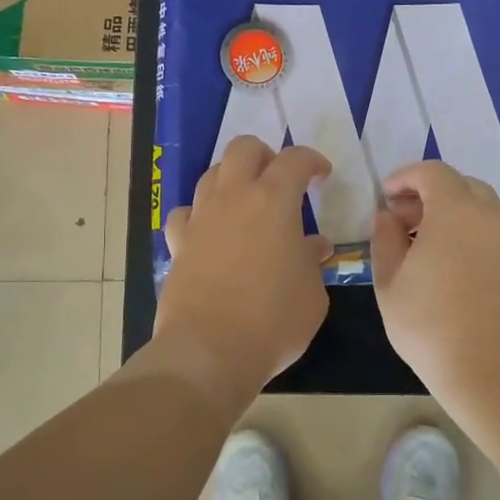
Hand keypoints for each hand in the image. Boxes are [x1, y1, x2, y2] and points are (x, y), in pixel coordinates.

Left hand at [155, 136, 333, 396]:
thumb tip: (311, 247)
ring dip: (232, 179)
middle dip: (264, 155)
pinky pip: (186, 213)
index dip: (312, 160)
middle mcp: (233, 198)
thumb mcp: (312, 294)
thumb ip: (312, 262)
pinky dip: (200, 215)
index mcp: (273, 201)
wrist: (209, 351)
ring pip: (211, 174)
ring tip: (246, 204)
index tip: (321, 176)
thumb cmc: (273, 321)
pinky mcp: (178, 243)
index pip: (294, 159)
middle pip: (243, 148)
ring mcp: (200, 218)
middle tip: (279, 179)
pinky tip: (210, 232)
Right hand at [370, 160, 499, 400]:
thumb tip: (387, 216)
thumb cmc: (430, 325)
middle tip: (401, 219)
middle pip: (458, 184)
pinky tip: (450, 259)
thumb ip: (385, 238)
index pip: (431, 172)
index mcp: (456, 210)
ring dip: (450, 211)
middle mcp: (491, 213)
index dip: (404, 177)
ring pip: (479, 205)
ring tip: (424, 241)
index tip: (385, 197)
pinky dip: (470, 228)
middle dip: (427, 194)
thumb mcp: (390, 282)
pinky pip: (493, 227)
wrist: (493, 372)